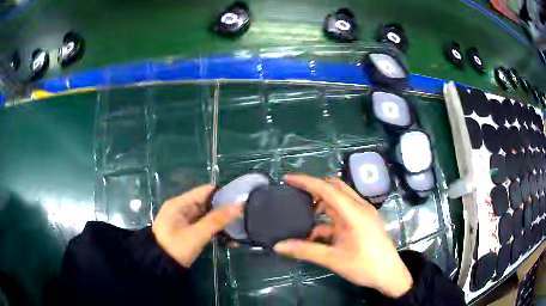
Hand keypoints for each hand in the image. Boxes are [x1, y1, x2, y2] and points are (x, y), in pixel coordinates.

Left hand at [152, 185, 242, 267]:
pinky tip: (231, 242)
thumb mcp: (197, 234)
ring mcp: (185, 222)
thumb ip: (217, 220)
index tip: (241, 200)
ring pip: (208, 218)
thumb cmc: (176, 247)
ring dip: (223, 225)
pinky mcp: (189, 233)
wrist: (161, 267)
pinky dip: (216, 233)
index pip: (205, 191)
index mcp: (180, 204)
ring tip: (241, 231)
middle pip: (208, 205)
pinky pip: (205, 229)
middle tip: (245, 217)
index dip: (222, 194)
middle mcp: (182, 209)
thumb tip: (239, 205)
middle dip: (225, 211)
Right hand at [273, 175, 412, 297]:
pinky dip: (327, 220)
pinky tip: (315, 234)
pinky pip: (342, 215)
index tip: (287, 179)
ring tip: (301, 215)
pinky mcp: (363, 223)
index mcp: (354, 212)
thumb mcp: (333, 259)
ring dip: (320, 206)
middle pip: (334, 189)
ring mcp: (362, 215)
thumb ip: (305, 250)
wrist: (389, 275)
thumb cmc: (365, 266)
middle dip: (314, 190)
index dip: (306, 182)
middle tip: (294, 196)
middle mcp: (359, 208)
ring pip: (338, 202)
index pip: (327, 189)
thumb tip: (278, 246)